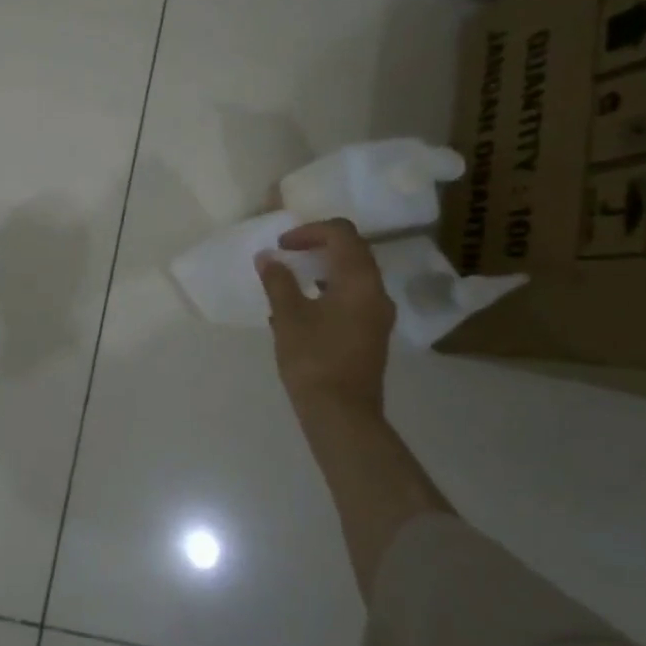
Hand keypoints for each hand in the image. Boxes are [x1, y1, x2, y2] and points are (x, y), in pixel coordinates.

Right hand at [255, 218, 395, 424]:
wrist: (342, 414)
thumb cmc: (313, 359)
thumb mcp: (288, 315)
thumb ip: (278, 280)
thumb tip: (268, 257)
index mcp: (359, 280)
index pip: (341, 233)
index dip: (310, 231)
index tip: (282, 246)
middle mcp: (376, 292)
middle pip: (352, 251)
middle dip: (318, 246)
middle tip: (288, 256)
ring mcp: (378, 315)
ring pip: (354, 276)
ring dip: (324, 269)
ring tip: (292, 282)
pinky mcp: (373, 334)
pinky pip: (354, 298)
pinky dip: (330, 291)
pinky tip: (303, 310)